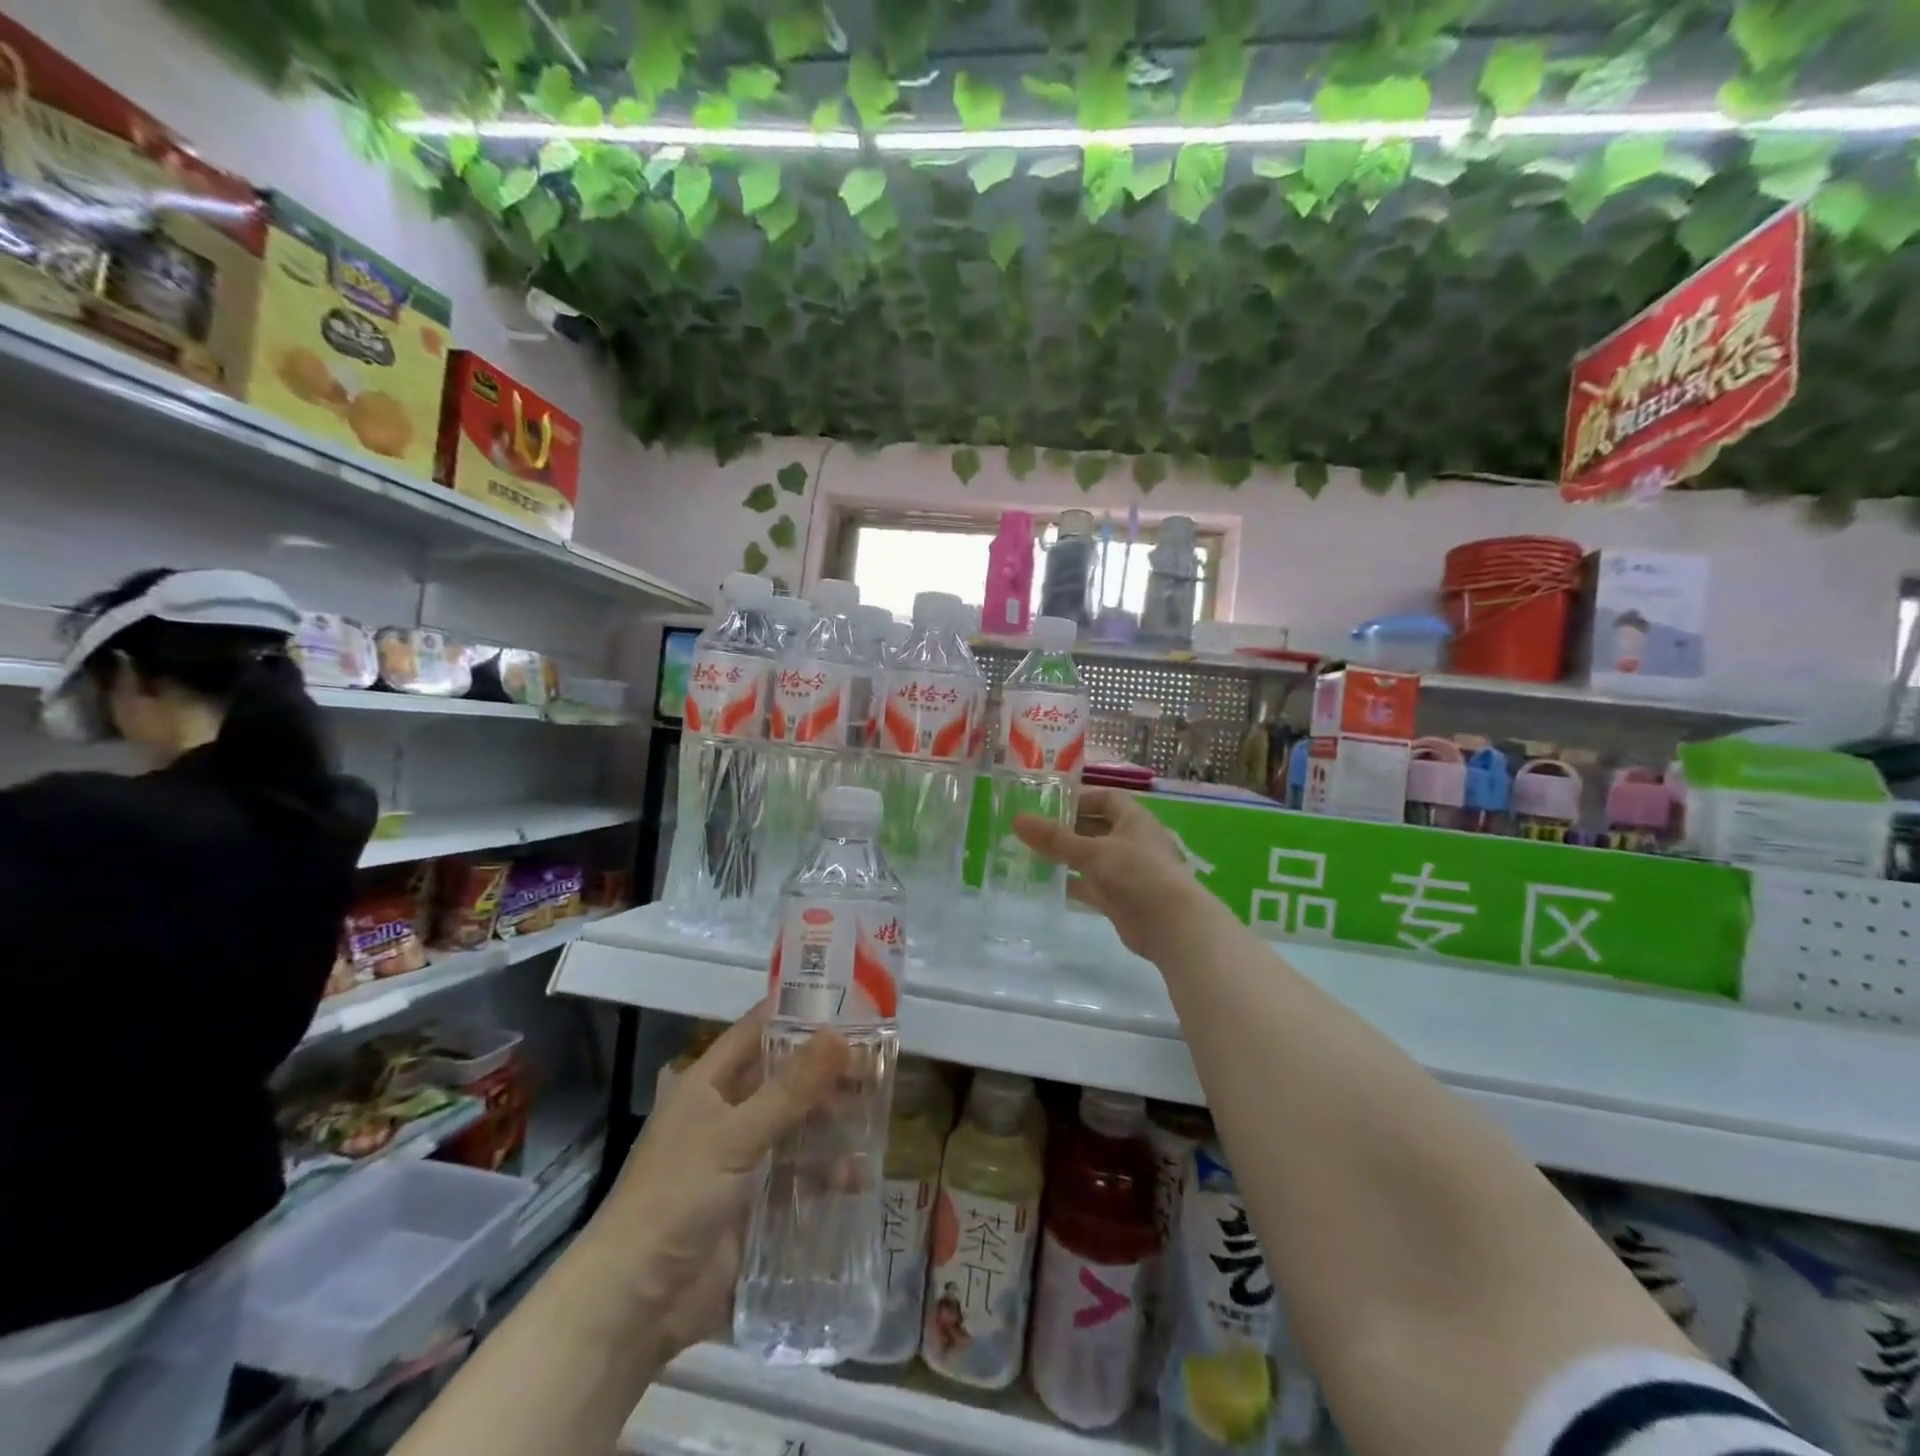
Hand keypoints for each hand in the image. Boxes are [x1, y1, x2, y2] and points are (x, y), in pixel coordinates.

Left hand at [588, 1001, 847, 1356]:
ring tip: (877, 1115)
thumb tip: (839, 1033)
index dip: (797, 1012)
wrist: (633, 1306)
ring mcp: (743, 1161)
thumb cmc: (676, 1198)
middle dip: (827, 1072)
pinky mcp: (756, 1205)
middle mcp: (726, 1114)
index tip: (848, 1000)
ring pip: (796, 1127)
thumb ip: (790, 1089)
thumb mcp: (735, 1136)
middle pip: (784, 1079)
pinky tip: (860, 1177)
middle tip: (878, 1062)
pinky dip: (827, 1176)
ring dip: (832, 1123)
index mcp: (708, 1084)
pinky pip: (799, 1178)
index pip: (757, 1030)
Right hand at [1013, 786, 1220, 960]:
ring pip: (1092, 858)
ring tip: (1032, 854)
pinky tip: (1047, 883)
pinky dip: (1072, 883)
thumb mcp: (1093, 851)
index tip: (1050, 804)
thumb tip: (1017, 820)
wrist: (1172, 926)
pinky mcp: (1120, 899)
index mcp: (1134, 820)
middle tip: (1033, 830)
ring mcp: (1127, 872)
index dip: (1080, 798)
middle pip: (1096, 828)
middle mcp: (1132, 842)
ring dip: (1067, 857)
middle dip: (1067, 829)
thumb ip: (1054, 838)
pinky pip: (1091, 885)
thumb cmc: (1138, 874)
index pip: (1106, 799)